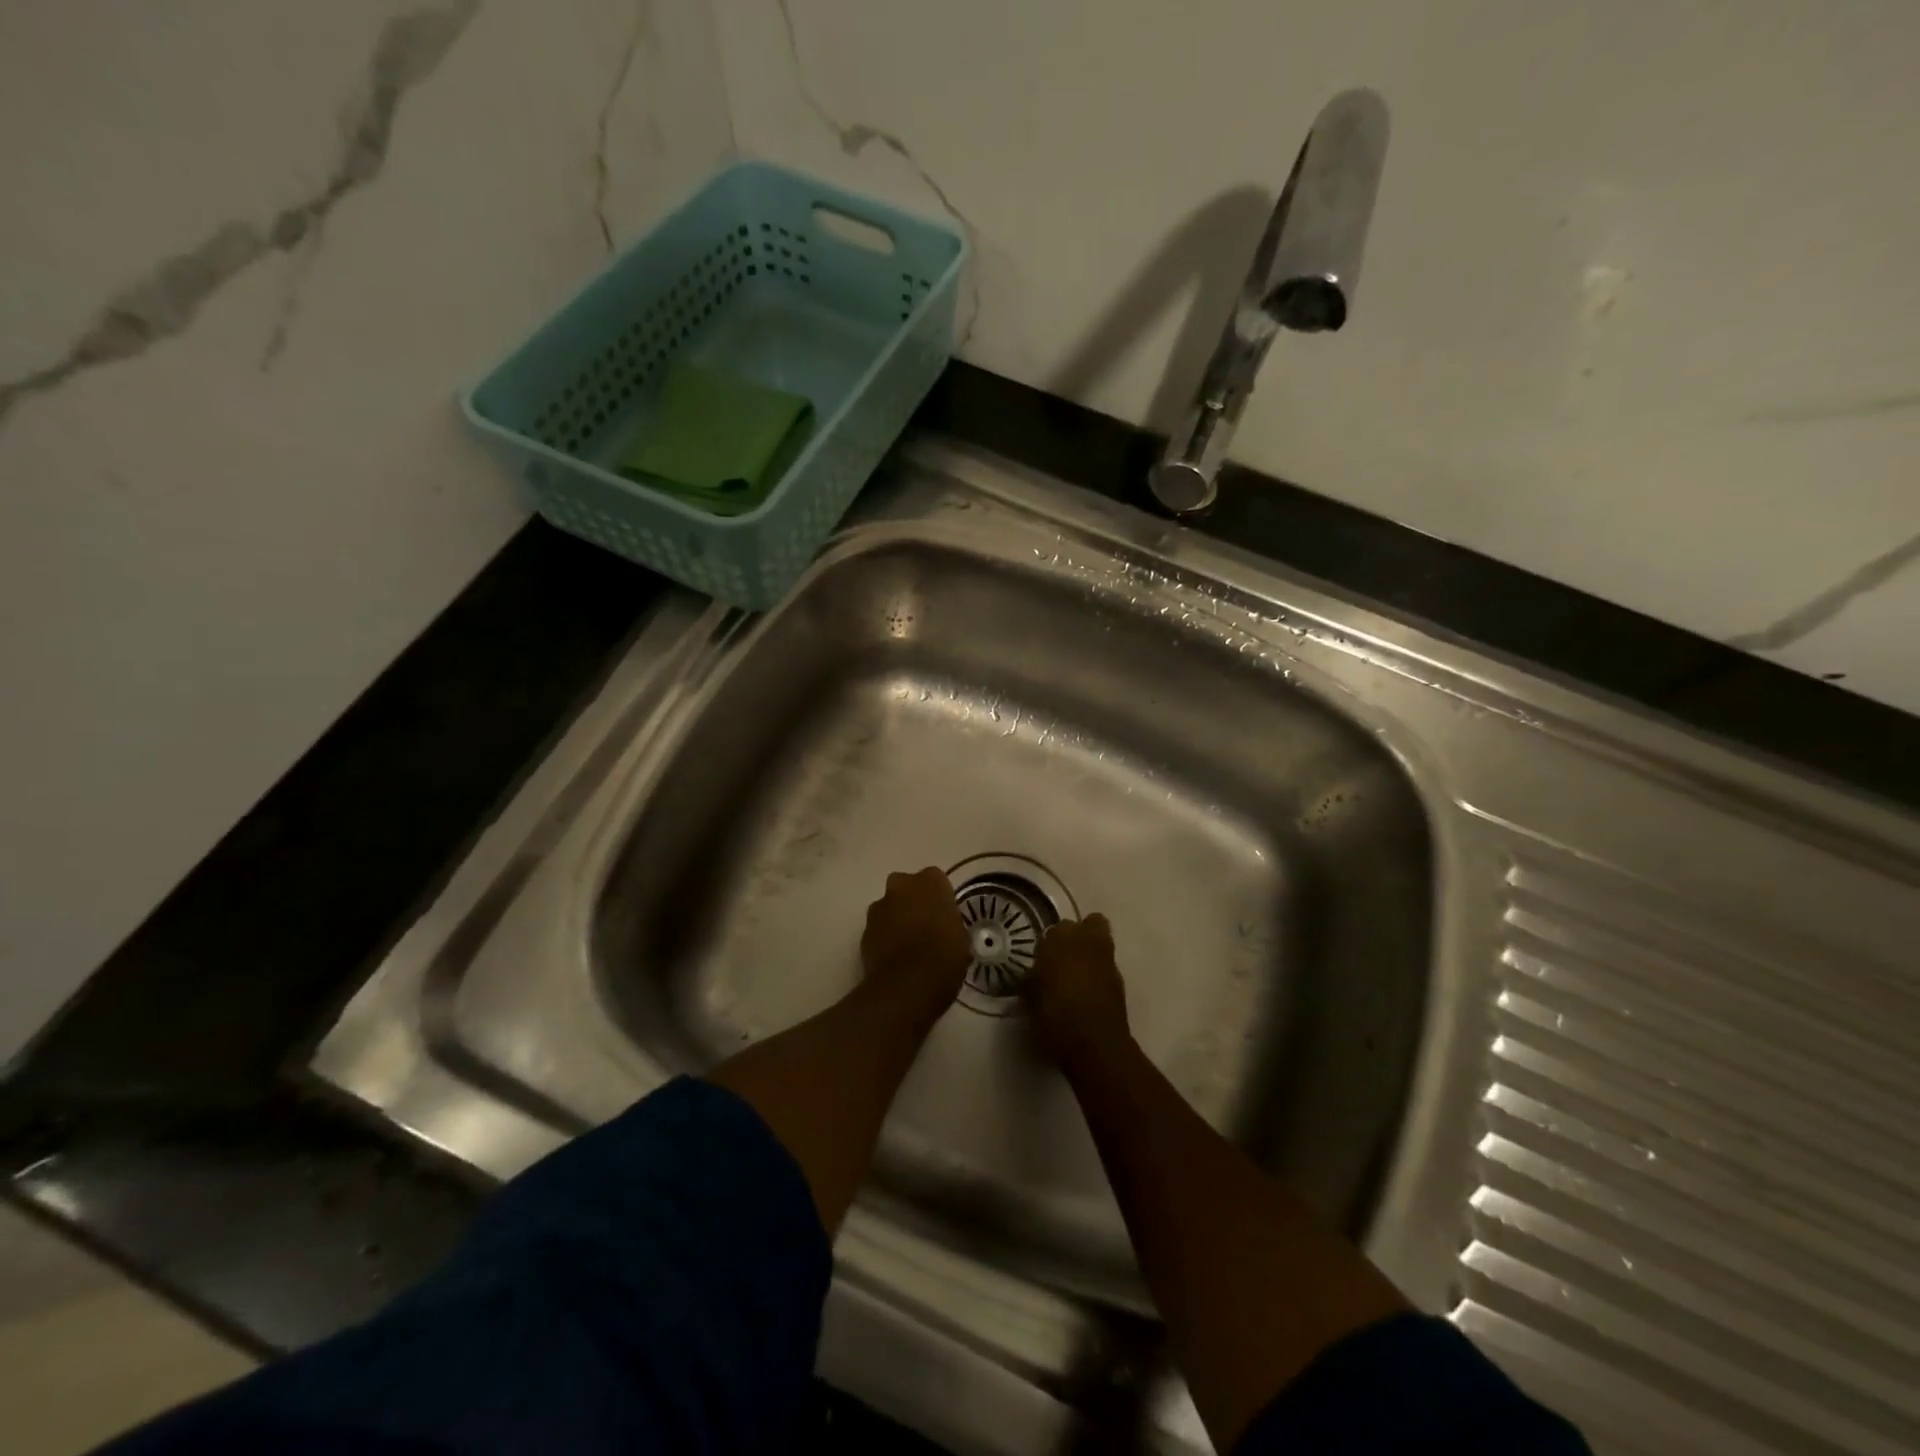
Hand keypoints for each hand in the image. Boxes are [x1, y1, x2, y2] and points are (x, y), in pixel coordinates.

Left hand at [860, 867, 970, 1008]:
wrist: (907, 986)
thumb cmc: (944, 957)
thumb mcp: (961, 936)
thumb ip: (948, 921)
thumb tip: (942, 926)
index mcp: (930, 882)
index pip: (935, 879)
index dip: (939, 896)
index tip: (944, 913)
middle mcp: (901, 886)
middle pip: (906, 886)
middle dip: (912, 900)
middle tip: (924, 924)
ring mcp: (878, 908)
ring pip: (888, 906)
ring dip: (895, 918)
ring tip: (908, 944)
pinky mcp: (864, 931)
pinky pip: (878, 928)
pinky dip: (884, 937)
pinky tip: (895, 957)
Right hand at [1025, 914, 1129, 1068]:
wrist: (1095, 1045)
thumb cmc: (1055, 1016)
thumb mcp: (1030, 999)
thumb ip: (1031, 980)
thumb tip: (1032, 976)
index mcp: (1060, 939)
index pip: (1055, 929)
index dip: (1049, 944)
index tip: (1042, 960)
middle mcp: (1087, 942)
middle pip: (1090, 923)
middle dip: (1079, 935)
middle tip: (1065, 955)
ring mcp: (1108, 961)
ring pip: (1102, 942)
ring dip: (1091, 953)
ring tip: (1076, 975)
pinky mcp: (1120, 981)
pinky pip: (1107, 967)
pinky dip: (1099, 974)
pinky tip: (1087, 993)